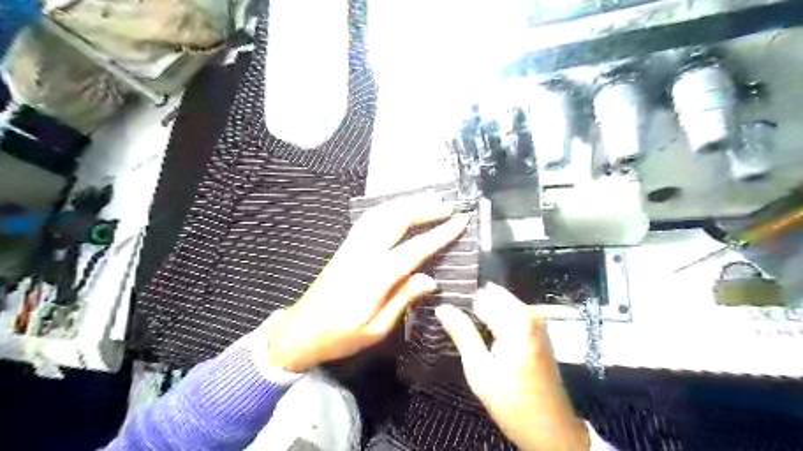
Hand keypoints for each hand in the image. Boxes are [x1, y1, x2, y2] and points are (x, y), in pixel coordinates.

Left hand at [265, 196, 471, 371]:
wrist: (300, 330)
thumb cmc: (340, 336)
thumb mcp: (376, 329)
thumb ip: (403, 300)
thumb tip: (431, 279)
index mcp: (376, 276)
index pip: (416, 248)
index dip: (441, 233)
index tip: (461, 220)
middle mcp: (364, 253)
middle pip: (398, 220)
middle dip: (425, 209)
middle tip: (448, 206)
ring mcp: (352, 246)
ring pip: (382, 213)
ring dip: (407, 203)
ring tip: (428, 200)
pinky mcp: (345, 246)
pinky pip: (369, 219)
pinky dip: (387, 208)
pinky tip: (398, 208)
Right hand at [437, 284, 591, 449]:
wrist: (552, 430)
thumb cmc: (514, 404)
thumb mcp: (481, 371)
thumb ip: (462, 334)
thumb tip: (442, 307)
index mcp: (516, 322)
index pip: (481, 295)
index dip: (460, 302)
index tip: (444, 312)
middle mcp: (529, 315)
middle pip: (492, 295)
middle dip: (471, 306)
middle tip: (451, 322)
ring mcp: (536, 322)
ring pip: (500, 303)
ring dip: (482, 313)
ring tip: (464, 330)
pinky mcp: (538, 331)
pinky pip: (509, 313)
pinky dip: (494, 319)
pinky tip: (482, 335)